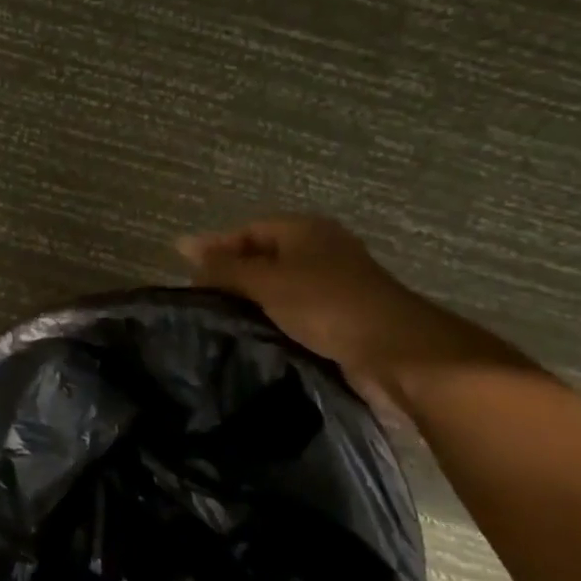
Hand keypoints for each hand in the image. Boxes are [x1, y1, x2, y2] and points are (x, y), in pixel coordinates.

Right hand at [179, 215, 477, 409]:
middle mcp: (320, 248)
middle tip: (200, 300)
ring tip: (220, 320)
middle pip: (263, 256)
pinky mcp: (343, 314)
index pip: (247, 231)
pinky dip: (274, 318)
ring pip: (279, 285)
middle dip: (231, 275)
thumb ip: (224, 267)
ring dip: (252, 300)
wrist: (398, 352)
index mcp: (303, 229)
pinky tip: (255, 335)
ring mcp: (334, 282)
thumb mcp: (266, 281)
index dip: (215, 248)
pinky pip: (296, 309)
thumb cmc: (326, 304)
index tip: (187, 273)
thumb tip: (182, 245)